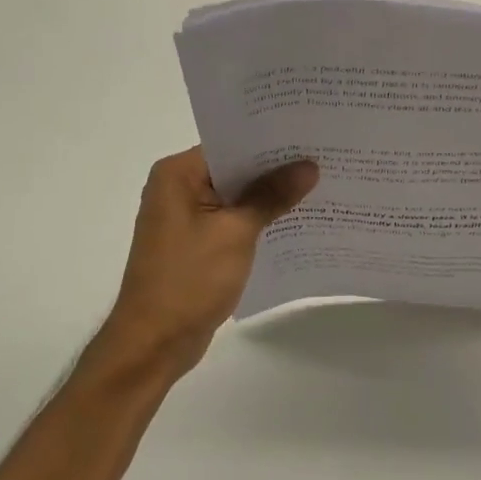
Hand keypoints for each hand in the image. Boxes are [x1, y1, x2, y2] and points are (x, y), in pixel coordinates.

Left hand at [100, 147, 317, 374]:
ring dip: (271, 197)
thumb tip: (309, 166)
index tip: (312, 136)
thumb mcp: (236, 232)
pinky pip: (234, 221)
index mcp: (177, 174)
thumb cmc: (189, 279)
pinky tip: (297, 221)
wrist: (154, 343)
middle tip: (325, 158)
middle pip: (236, 168)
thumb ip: (272, 196)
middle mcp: (178, 188)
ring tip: (322, 186)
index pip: (231, 144)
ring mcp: (186, 218)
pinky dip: (260, 221)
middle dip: (277, 168)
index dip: (271, 141)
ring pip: (238, 196)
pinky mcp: (197, 243)